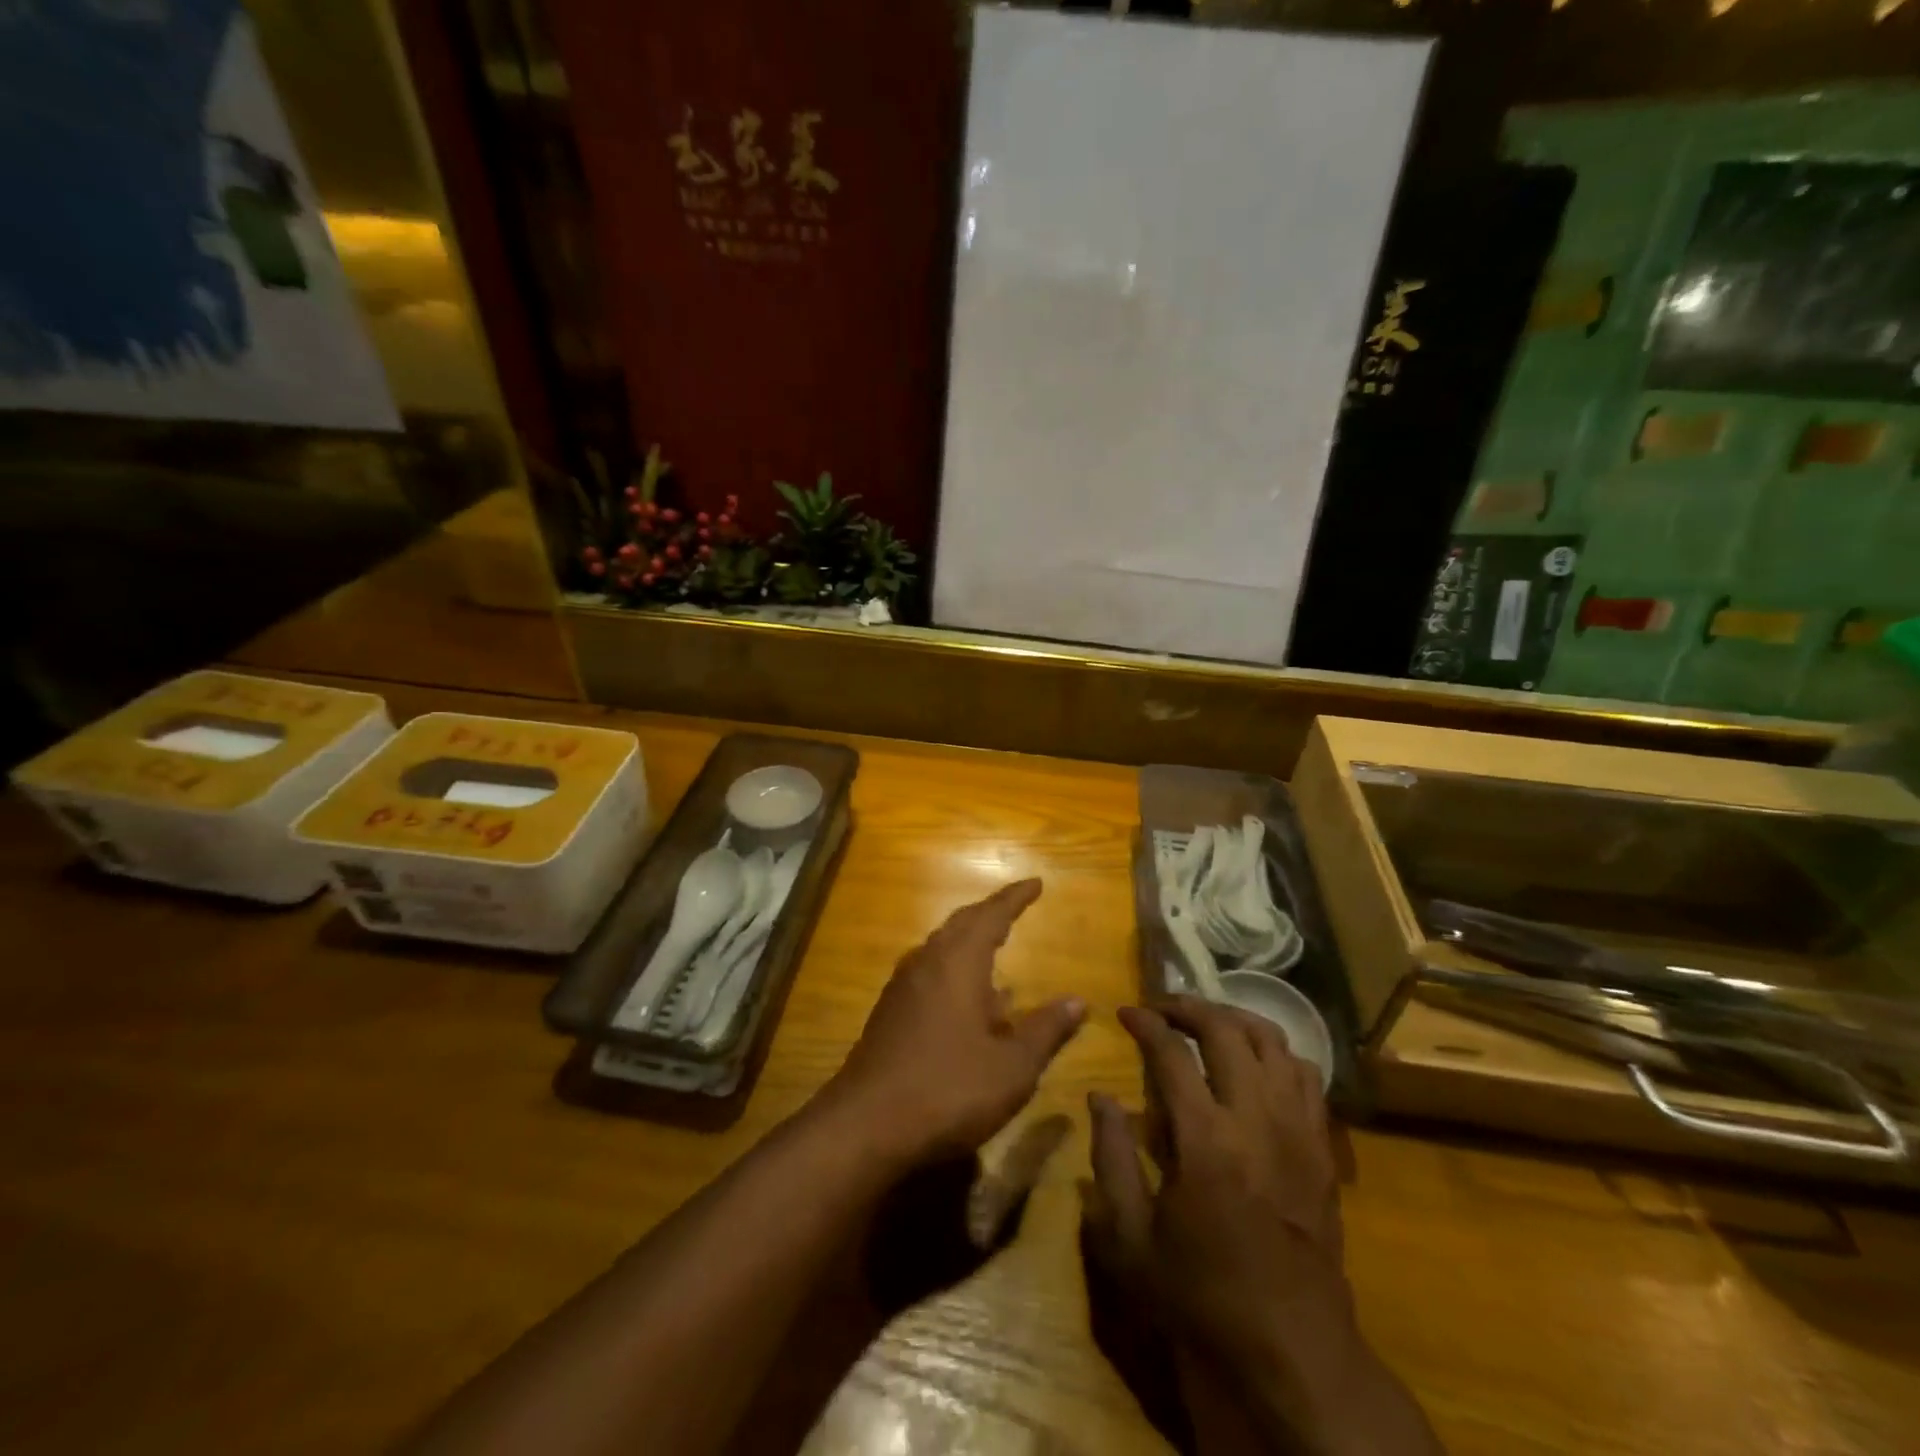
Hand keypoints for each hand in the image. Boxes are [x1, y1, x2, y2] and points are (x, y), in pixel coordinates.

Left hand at [823, 879, 1085, 1166]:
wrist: (865, 1125)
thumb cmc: (949, 1089)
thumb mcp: (1012, 1067)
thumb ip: (1046, 1030)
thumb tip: (1078, 1001)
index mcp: (958, 962)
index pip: (991, 915)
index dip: (1015, 898)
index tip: (1035, 883)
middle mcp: (927, 963)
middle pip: (961, 924)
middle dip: (989, 913)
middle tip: (1014, 907)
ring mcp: (902, 986)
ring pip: (940, 947)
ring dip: (968, 940)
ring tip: (993, 948)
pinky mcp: (888, 1012)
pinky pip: (928, 972)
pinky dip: (952, 968)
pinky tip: (964, 999)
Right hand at [1086, 998, 1440, 1455]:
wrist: (1293, 1349)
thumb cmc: (1202, 1294)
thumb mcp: (1132, 1238)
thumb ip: (1110, 1158)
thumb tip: (1099, 1097)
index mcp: (1205, 1139)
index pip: (1172, 1052)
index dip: (1145, 1022)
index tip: (1126, 1012)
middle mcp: (1256, 1118)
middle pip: (1226, 1029)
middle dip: (1189, 1007)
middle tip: (1162, 1008)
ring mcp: (1297, 1128)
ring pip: (1272, 1041)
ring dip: (1234, 1019)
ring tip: (1206, 1023)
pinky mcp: (1322, 1146)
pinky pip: (1305, 1074)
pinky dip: (1275, 1052)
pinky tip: (1254, 1063)